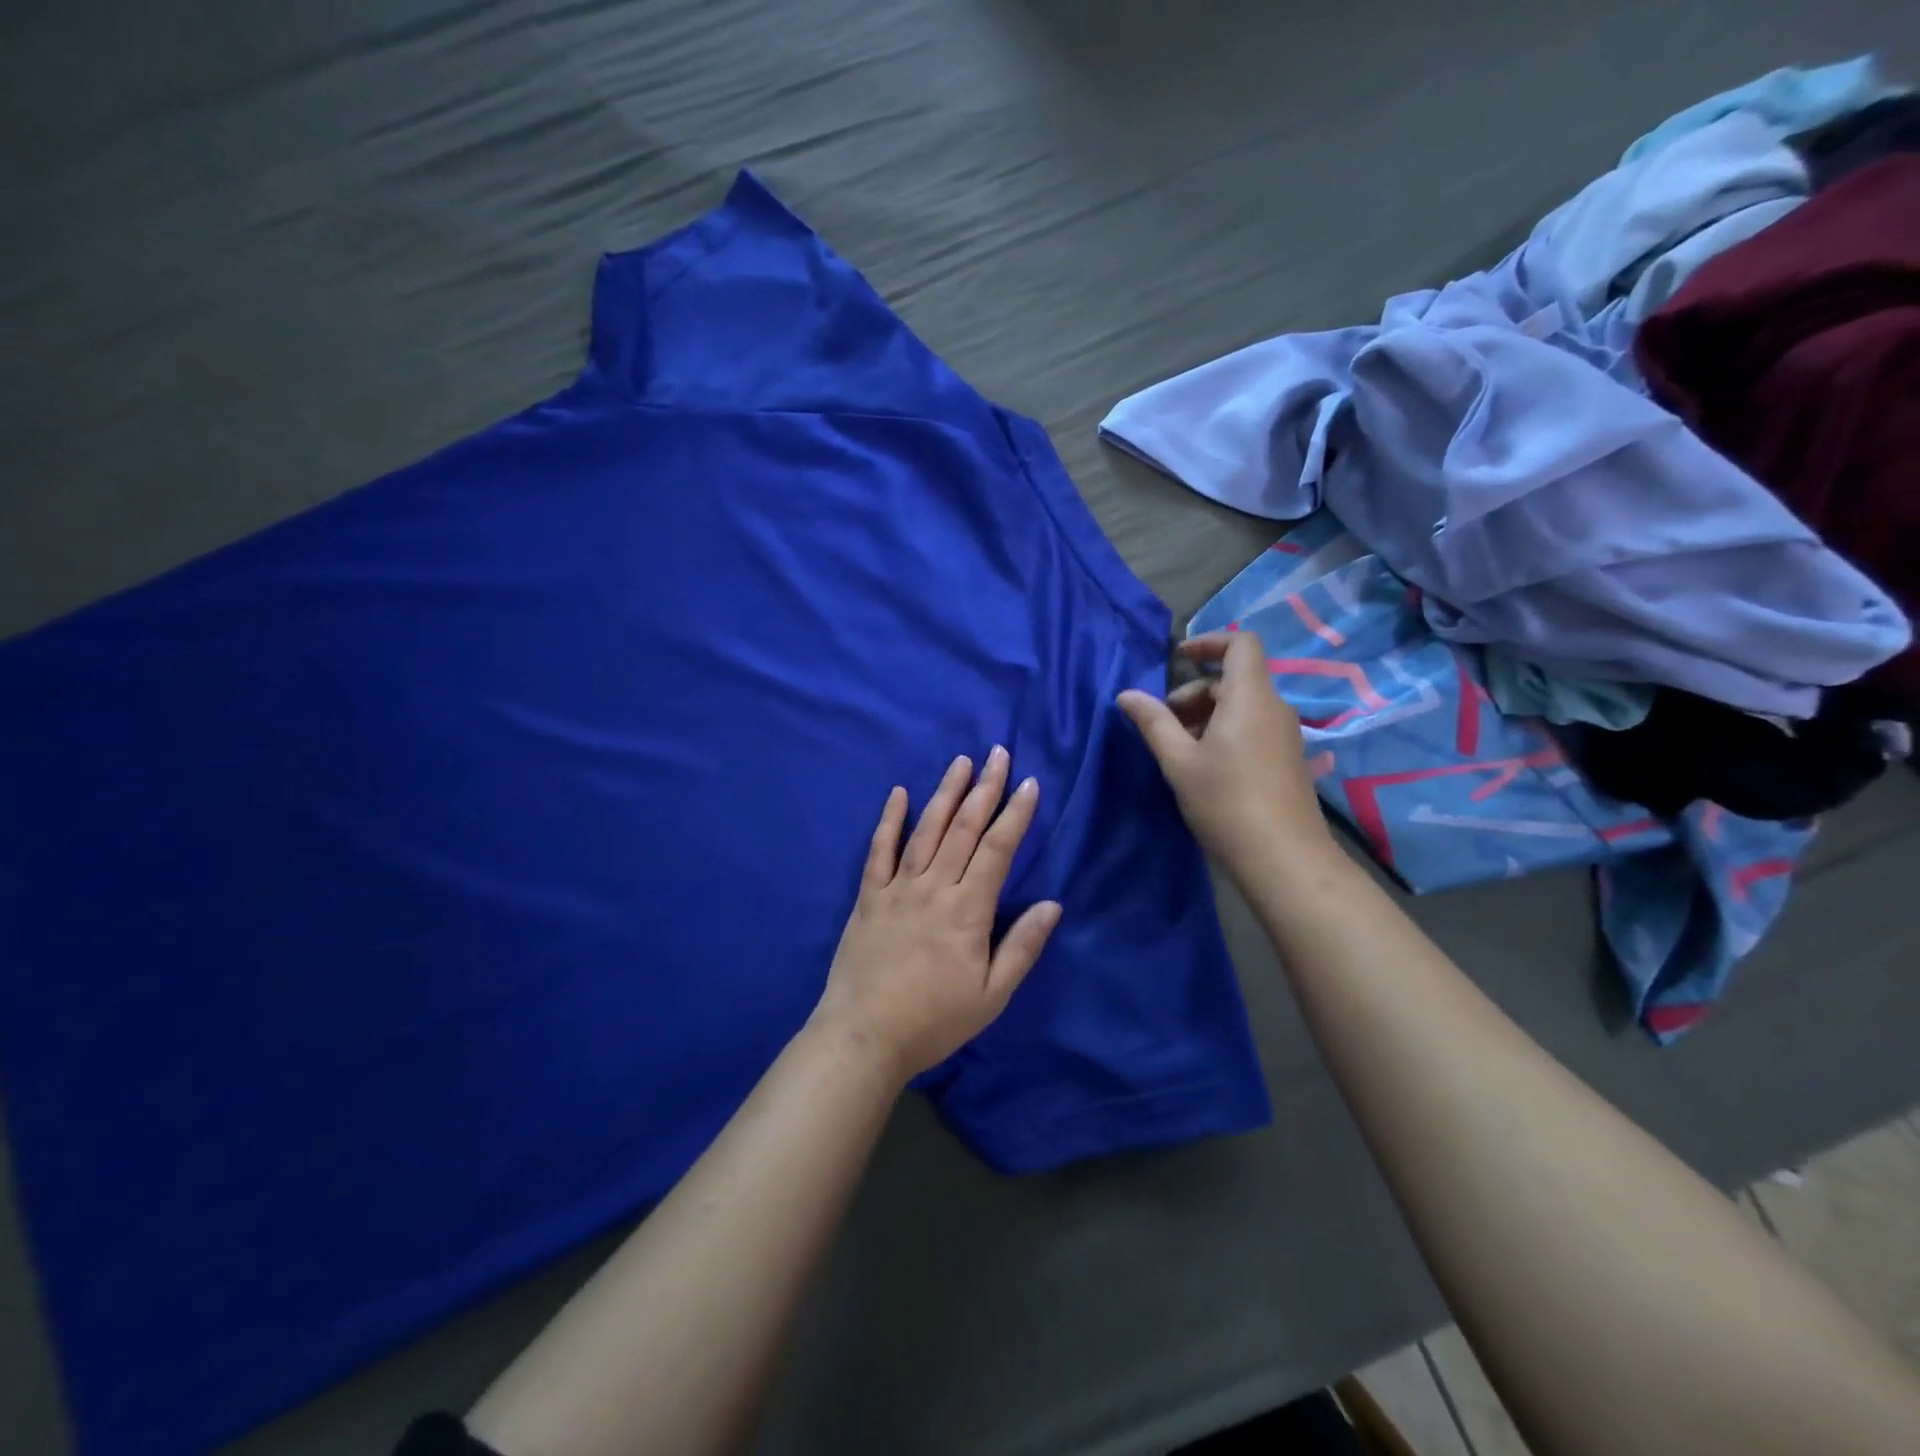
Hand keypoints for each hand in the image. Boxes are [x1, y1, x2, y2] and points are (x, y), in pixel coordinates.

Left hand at [810, 747, 1061, 1083]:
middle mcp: (934, 888)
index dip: (1016, 814)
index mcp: (967, 911)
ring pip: (926, 830)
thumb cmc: (934, 1021)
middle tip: (998, 754)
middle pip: (964, 829)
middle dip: (985, 789)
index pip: (998, 850)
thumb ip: (1022, 947)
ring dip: (945, 793)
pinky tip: (898, 793)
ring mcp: (897, 889)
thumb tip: (1052, 904)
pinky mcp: (868, 897)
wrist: (864, 1037)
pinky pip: (879, 851)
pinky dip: (889, 820)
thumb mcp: (991, 996)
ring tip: (960, 762)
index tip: (1030, 784)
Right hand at [1117, 630, 1338, 886]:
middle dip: (1195, 691)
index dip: (1209, 641)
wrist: (1283, 857)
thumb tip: (1126, 695)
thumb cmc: (1225, 802)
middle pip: (1235, 678)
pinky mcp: (1289, 758)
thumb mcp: (1178, 761)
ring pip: (1243, 705)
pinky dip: (1227, 730)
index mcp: (1250, 697)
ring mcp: (1286, 734)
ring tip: (1180, 748)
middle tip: (1165, 723)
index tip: (1178, 659)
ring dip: (1208, 714)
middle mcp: (1274, 707)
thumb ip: (1153, 722)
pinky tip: (1207, 766)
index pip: (1241, 643)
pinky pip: (1254, 726)